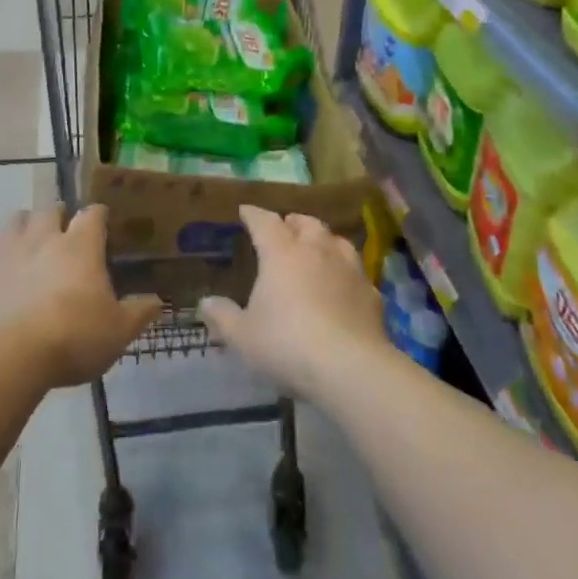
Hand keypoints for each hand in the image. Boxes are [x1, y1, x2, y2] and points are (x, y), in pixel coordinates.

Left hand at [0, 206, 162, 387]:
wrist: (11, 357)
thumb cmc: (73, 338)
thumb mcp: (118, 331)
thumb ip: (140, 313)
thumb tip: (159, 301)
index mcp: (80, 245)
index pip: (93, 214)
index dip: (99, 215)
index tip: (104, 223)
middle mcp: (44, 237)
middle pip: (50, 209)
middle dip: (59, 215)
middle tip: (66, 232)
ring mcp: (8, 251)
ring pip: (15, 219)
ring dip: (25, 224)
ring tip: (31, 239)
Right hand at [199, 205, 387, 399]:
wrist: (349, 367)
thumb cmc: (286, 344)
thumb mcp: (243, 336)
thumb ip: (223, 317)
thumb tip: (205, 302)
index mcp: (281, 253)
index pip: (265, 222)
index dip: (254, 215)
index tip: (246, 211)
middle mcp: (317, 251)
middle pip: (307, 223)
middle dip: (294, 221)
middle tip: (286, 226)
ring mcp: (349, 270)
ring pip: (337, 241)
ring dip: (325, 240)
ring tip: (317, 248)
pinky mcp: (372, 294)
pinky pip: (357, 274)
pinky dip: (347, 274)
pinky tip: (344, 287)